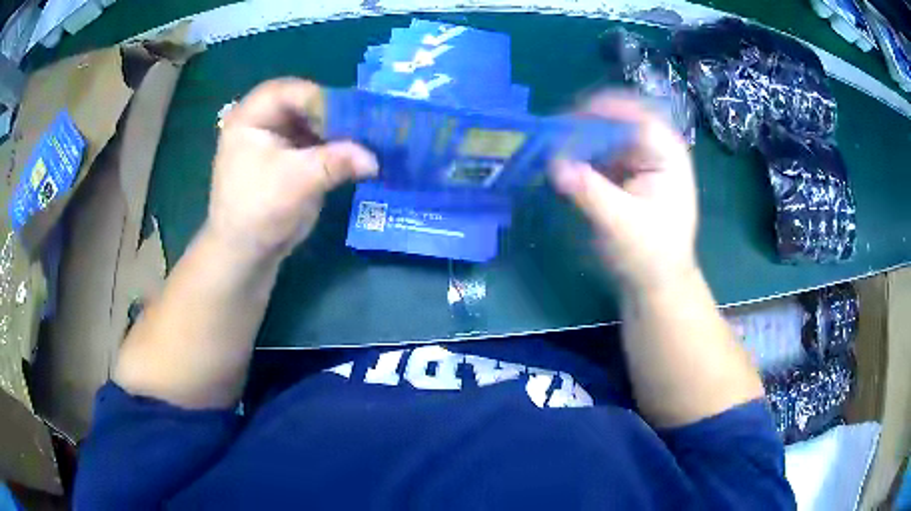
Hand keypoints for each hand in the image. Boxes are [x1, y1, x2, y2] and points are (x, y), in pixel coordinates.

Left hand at [208, 78, 377, 261]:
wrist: (244, 255)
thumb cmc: (258, 212)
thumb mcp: (297, 182)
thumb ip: (336, 162)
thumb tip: (376, 159)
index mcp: (249, 118)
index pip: (288, 91)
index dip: (320, 99)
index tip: (352, 117)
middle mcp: (261, 121)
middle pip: (302, 103)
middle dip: (333, 115)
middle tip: (363, 126)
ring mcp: (274, 140)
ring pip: (311, 122)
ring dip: (337, 131)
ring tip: (365, 140)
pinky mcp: (286, 158)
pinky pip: (313, 142)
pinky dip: (333, 147)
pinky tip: (355, 154)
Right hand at [550, 94, 698, 291]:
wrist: (656, 284)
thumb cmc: (650, 256)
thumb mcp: (621, 225)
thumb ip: (590, 192)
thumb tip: (553, 165)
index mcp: (667, 154)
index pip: (636, 116)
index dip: (603, 110)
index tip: (568, 118)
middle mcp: (654, 148)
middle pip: (617, 120)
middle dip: (584, 126)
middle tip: (551, 137)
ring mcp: (638, 159)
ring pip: (604, 135)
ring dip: (577, 140)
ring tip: (550, 150)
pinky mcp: (623, 172)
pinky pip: (597, 153)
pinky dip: (578, 156)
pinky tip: (560, 165)